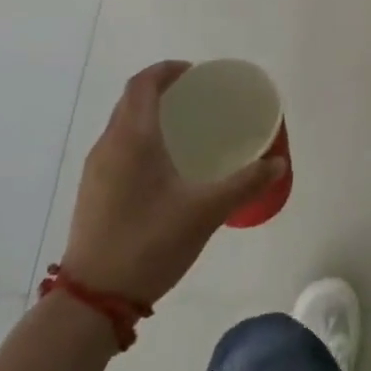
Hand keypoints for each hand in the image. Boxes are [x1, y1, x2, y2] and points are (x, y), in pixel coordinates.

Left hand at [60, 61, 284, 306]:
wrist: (92, 301)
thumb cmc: (149, 244)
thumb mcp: (205, 212)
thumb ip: (244, 183)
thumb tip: (277, 163)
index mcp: (132, 138)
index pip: (143, 83)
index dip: (167, 70)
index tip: (196, 74)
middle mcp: (109, 145)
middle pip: (131, 100)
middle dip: (162, 90)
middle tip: (197, 100)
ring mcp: (96, 170)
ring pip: (122, 125)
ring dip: (150, 115)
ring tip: (185, 130)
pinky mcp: (92, 192)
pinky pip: (118, 147)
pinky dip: (140, 139)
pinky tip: (163, 167)